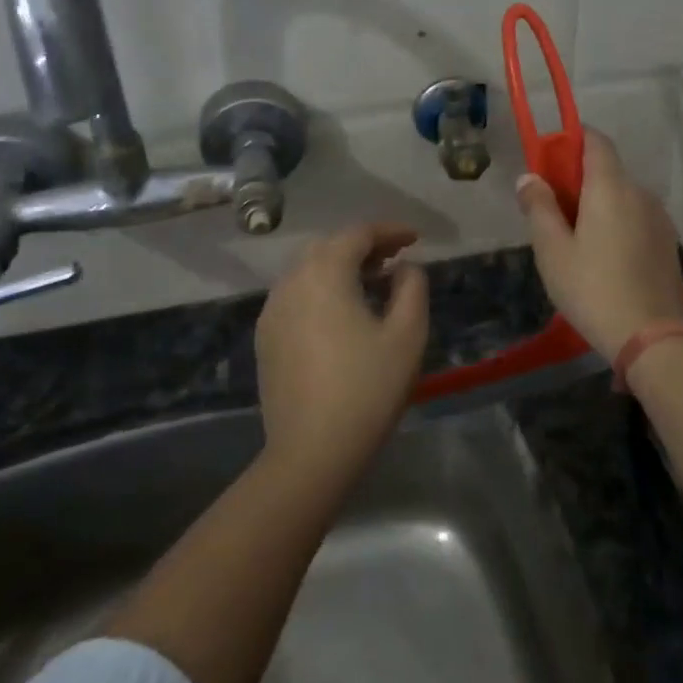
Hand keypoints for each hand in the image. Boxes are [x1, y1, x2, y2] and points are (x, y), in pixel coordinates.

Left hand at [255, 223, 428, 479]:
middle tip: (395, 260)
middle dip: (364, 246)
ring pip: (308, 271)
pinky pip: (296, 297)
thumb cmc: (368, 389)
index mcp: (324, 274)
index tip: (416, 239)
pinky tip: (342, 315)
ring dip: (341, 268)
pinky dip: (321, 291)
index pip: (358, 234)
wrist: (311, 452)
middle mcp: (291, 282)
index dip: (390, 230)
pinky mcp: (266, 339)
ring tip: (372, 285)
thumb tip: (405, 268)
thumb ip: (412, 288)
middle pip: (329, 247)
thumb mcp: (407, 334)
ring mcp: (272, 312)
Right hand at [516, 128, 682, 358]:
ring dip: (599, 204)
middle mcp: (640, 193)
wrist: (651, 337)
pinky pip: (636, 218)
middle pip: (608, 170)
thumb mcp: (552, 250)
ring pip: (623, 196)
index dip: (571, 140)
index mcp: (611, 187)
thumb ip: (539, 207)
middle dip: (578, 179)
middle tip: (552, 210)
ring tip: (576, 239)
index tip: (549, 159)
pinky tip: (604, 257)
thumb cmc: (592, 288)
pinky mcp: (668, 243)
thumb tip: (529, 177)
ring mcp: (659, 218)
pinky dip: (617, 223)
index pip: (596, 140)